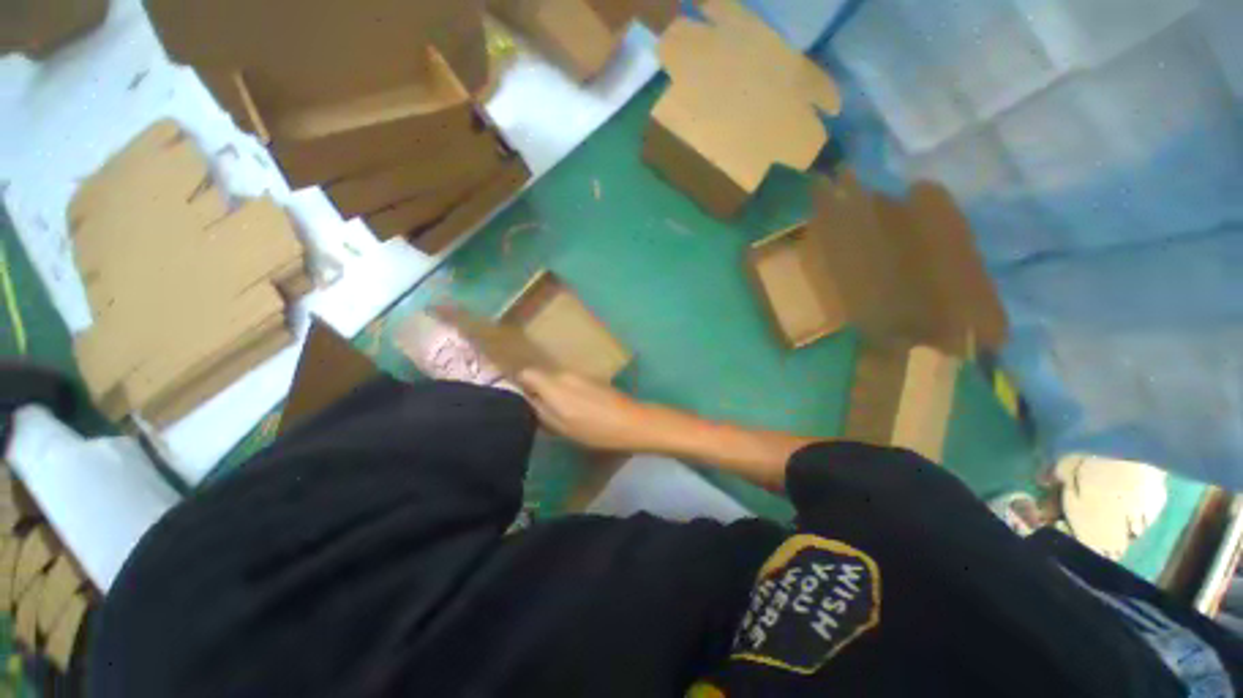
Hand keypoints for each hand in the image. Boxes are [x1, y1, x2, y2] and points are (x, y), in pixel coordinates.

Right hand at [515, 369, 656, 452]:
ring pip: (557, 380)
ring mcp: (581, 375)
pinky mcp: (593, 379)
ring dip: (554, 393)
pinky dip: (568, 393)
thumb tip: (526, 400)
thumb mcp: (562, 427)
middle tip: (538, 413)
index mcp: (554, 384)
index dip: (519, 385)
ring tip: (559, 413)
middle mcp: (565, 374)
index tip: (519, 401)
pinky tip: (577, 409)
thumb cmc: (595, 429)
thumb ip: (540, 411)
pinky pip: (571, 382)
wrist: (632, 422)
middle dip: (537, 391)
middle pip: (542, 376)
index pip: (526, 373)